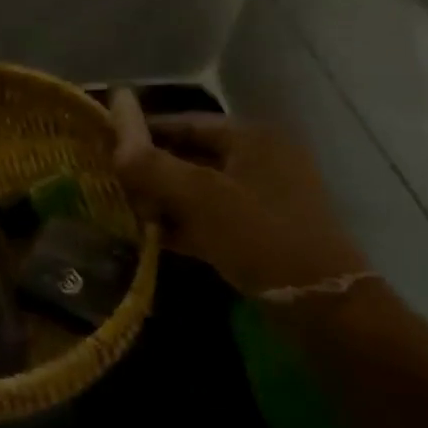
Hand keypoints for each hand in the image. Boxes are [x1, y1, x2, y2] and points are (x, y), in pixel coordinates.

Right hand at [110, 93, 367, 296]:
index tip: (105, 140)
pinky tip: (149, 236)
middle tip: (109, 178)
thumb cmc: (259, 235)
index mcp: (252, 138)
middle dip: (151, 168)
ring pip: (200, 189)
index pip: (187, 122)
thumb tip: (114, 136)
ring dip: (164, 199)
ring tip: (122, 208)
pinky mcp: (261, 233)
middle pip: (193, 155)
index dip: (145, 129)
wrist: (322, 306)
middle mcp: (260, 160)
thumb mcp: (200, 197)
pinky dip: (183, 224)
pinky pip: (212, 218)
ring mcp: (263, 198)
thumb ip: (152, 165)